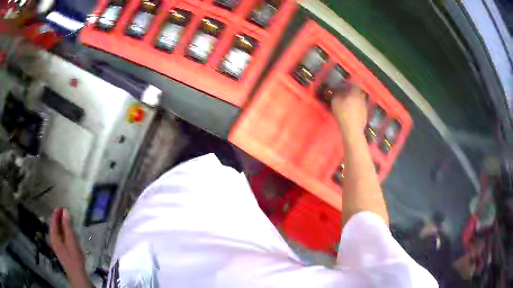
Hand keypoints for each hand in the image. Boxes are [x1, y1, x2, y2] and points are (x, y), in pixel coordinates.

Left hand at [50, 208, 89, 287]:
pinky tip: (68, 233)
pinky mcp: (61, 249)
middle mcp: (53, 239)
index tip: (63, 207)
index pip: (54, 221)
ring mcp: (57, 245)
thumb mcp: (71, 241)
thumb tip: (65, 211)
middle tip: (66, 213)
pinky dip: (63, 231)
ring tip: (68, 221)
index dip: (57, 213)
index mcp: (54, 236)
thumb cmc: (73, 258)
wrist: (77, 274)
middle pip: (54, 225)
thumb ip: (68, 226)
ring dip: (62, 225)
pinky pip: (60, 236)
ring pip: (57, 231)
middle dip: (59, 218)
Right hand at [331, 82, 366, 135]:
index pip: (353, 84)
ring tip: (347, 102)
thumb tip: (338, 91)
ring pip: (359, 100)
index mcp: (355, 93)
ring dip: (354, 99)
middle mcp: (361, 98)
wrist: (353, 130)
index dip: (348, 83)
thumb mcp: (335, 102)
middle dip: (351, 92)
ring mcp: (364, 107)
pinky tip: (351, 111)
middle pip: (357, 92)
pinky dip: (356, 107)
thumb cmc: (343, 114)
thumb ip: (337, 94)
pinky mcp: (365, 115)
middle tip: (344, 93)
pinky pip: (360, 107)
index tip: (343, 84)